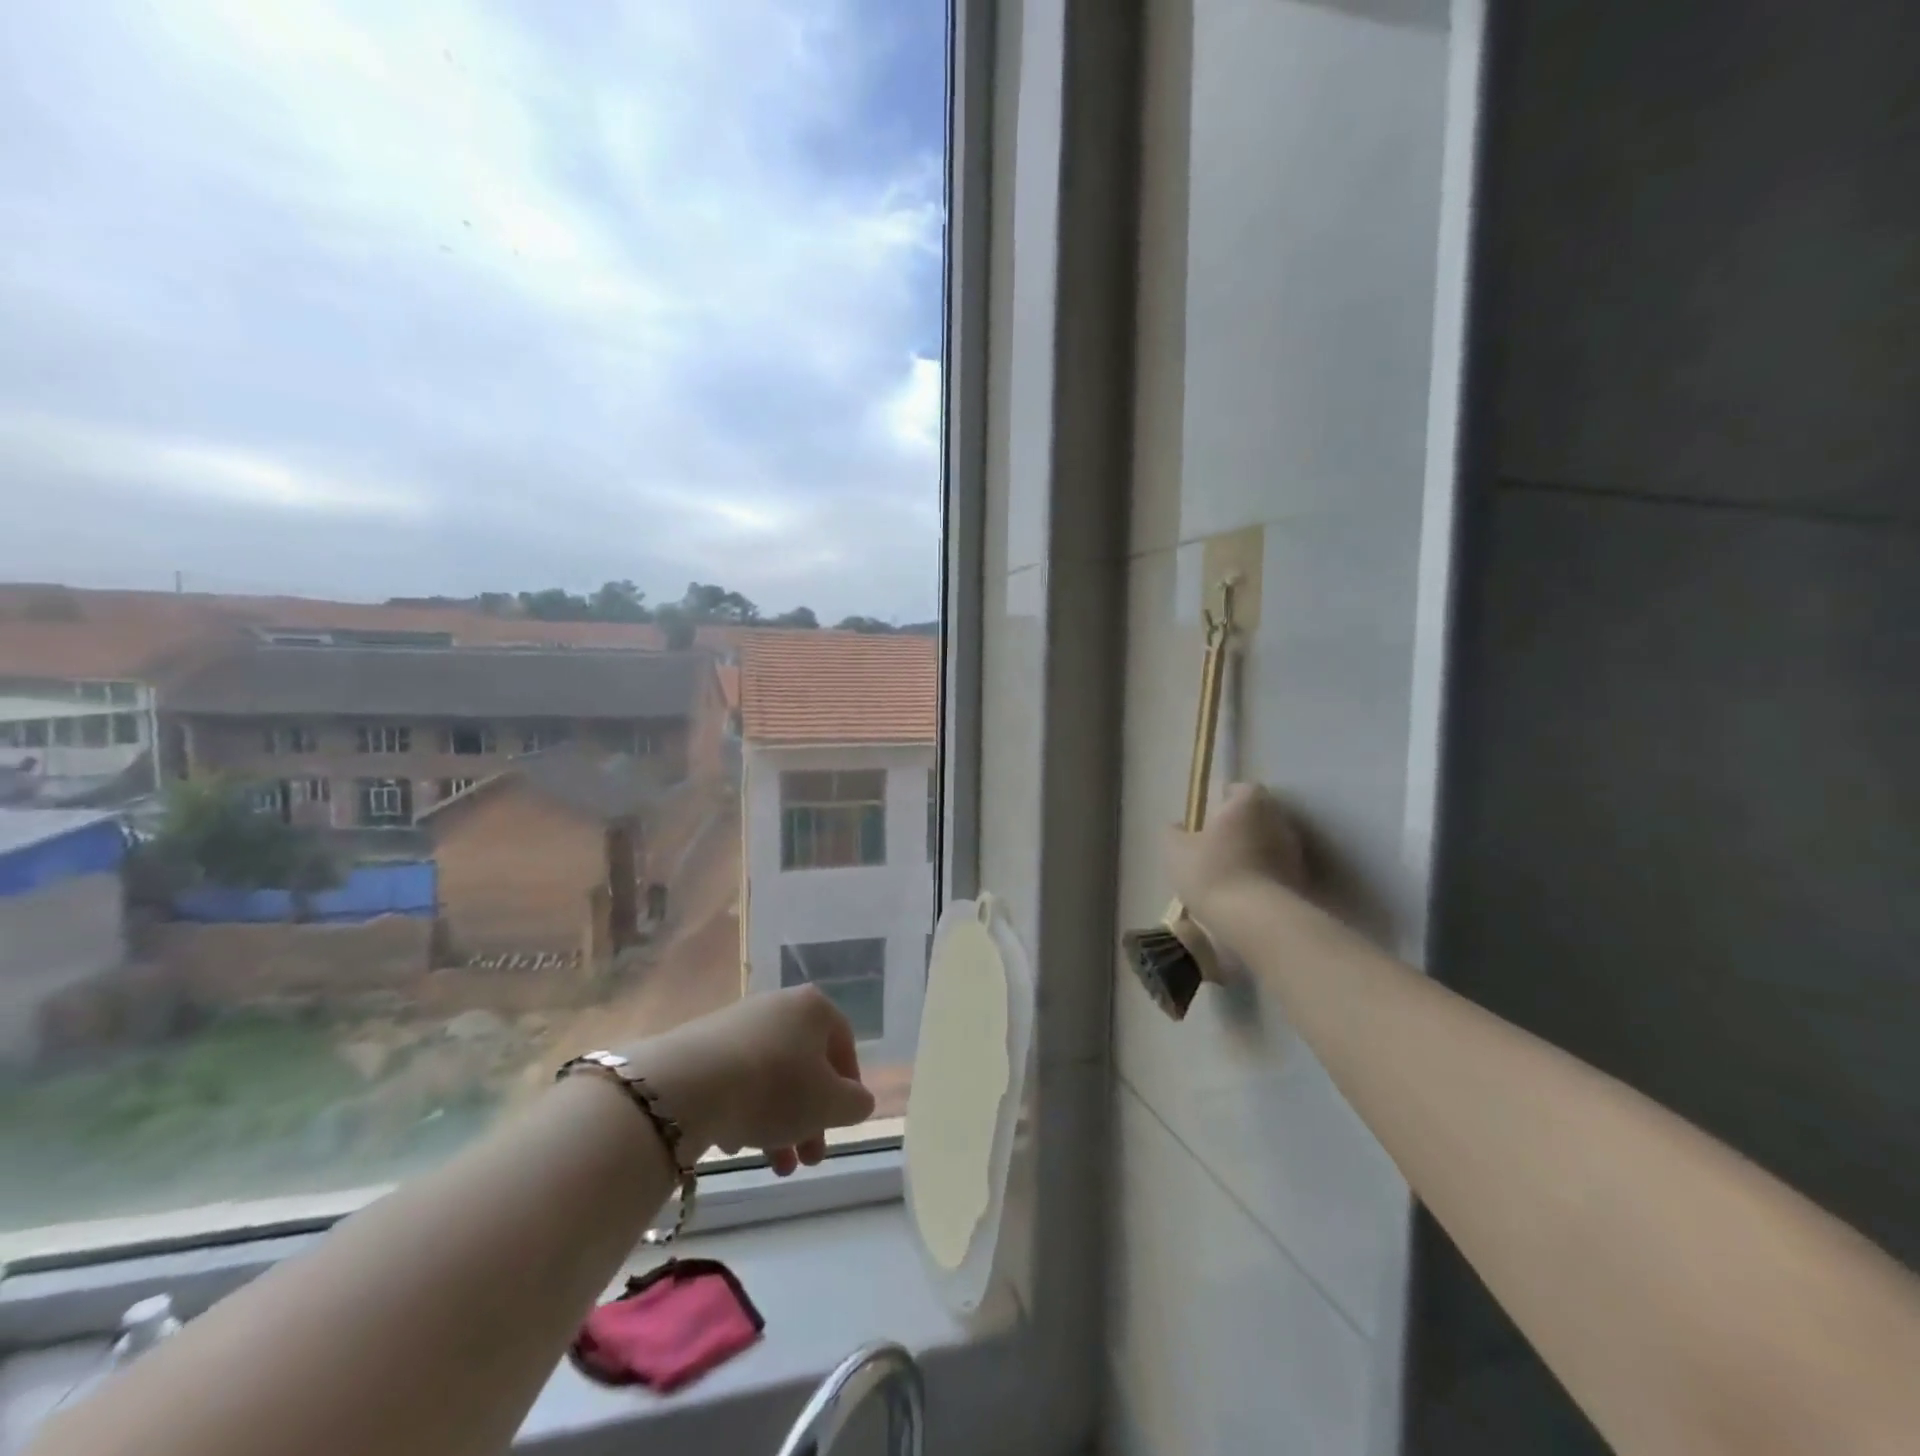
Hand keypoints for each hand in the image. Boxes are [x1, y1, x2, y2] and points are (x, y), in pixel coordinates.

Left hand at [618, 988, 876, 1176]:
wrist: (691, 1084)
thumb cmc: (777, 1087)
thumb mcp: (831, 1104)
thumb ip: (855, 1103)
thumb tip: (858, 1100)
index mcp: (815, 1008)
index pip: (844, 1045)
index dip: (848, 1088)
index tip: (842, 1123)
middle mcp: (779, 1005)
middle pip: (805, 1065)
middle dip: (810, 1117)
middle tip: (809, 1159)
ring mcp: (738, 1023)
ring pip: (770, 1076)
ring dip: (778, 1121)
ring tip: (773, 1165)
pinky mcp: (703, 1045)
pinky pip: (736, 1079)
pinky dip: (743, 1109)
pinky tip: (735, 1143)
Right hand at [1165, 782, 1310, 926]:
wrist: (1256, 921)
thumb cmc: (1212, 872)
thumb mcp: (1176, 850)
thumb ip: (1174, 833)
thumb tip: (1178, 826)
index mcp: (1249, 803)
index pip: (1240, 789)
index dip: (1223, 800)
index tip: (1207, 818)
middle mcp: (1278, 820)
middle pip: (1258, 817)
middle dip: (1239, 828)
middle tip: (1214, 846)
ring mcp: (1295, 853)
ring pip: (1268, 846)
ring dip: (1252, 855)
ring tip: (1227, 876)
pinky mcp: (1301, 883)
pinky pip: (1275, 873)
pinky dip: (1261, 879)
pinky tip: (1241, 898)